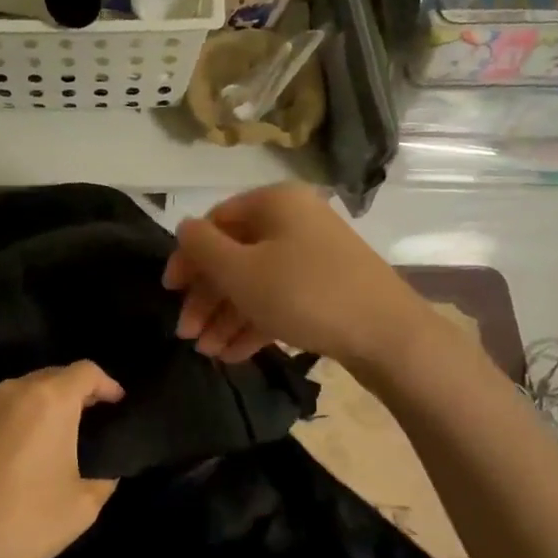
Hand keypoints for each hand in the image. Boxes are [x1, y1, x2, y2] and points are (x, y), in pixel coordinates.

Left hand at [0, 362, 123, 557]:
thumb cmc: (26, 525)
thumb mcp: (85, 505)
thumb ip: (104, 474)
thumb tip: (104, 465)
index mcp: (50, 401)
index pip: (86, 371)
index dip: (107, 384)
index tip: (116, 404)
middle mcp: (10, 391)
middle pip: (49, 377)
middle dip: (70, 394)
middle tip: (82, 424)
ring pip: (14, 394)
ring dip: (33, 409)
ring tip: (38, 443)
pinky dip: (0, 424)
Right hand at [162, 184, 429, 368]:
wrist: (387, 334)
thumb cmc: (304, 294)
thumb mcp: (241, 271)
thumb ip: (202, 247)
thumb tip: (184, 229)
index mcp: (274, 203)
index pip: (216, 221)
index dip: (188, 257)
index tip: (170, 292)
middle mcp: (294, 221)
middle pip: (235, 255)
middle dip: (207, 297)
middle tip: (185, 334)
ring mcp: (313, 256)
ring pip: (256, 282)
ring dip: (226, 316)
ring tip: (206, 352)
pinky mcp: (326, 288)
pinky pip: (279, 299)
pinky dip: (254, 323)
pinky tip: (232, 354)